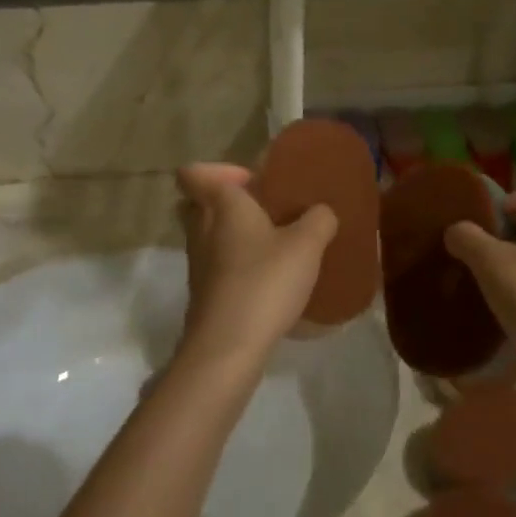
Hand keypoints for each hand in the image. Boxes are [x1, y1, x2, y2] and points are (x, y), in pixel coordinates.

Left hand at [175, 163, 336, 372]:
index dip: (217, 171)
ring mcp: (197, 262)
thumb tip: (321, 211)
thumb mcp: (306, 245)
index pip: (194, 173)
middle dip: (226, 202)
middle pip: (198, 202)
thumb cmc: (264, 281)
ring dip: (233, 234)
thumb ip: (319, 220)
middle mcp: (200, 227)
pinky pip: (215, 264)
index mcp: (221, 204)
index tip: (250, 181)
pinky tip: (267, 277)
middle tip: (263, 209)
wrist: (228, 345)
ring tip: (273, 244)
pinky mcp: (202, 292)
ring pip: (207, 234)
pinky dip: (235, 264)